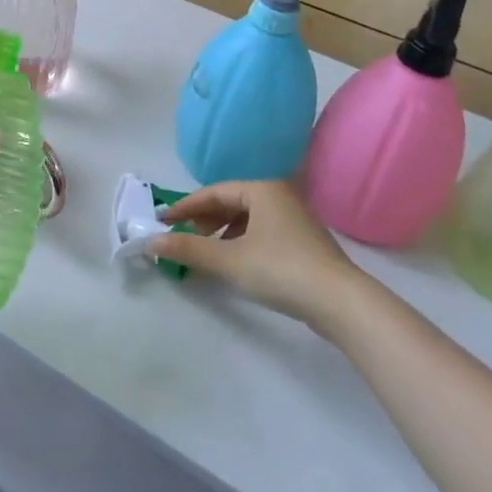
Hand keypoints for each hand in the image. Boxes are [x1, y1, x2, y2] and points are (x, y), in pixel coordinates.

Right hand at [151, 180, 364, 326]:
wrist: (341, 303)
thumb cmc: (281, 269)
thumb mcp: (229, 259)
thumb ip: (189, 249)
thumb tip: (151, 242)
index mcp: (261, 189)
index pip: (213, 192)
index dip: (184, 207)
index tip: (162, 221)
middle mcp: (278, 196)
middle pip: (230, 203)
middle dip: (203, 221)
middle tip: (183, 239)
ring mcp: (294, 219)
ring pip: (247, 219)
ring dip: (222, 234)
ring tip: (206, 255)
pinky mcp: (303, 243)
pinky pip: (261, 233)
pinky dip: (241, 244)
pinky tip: (235, 264)